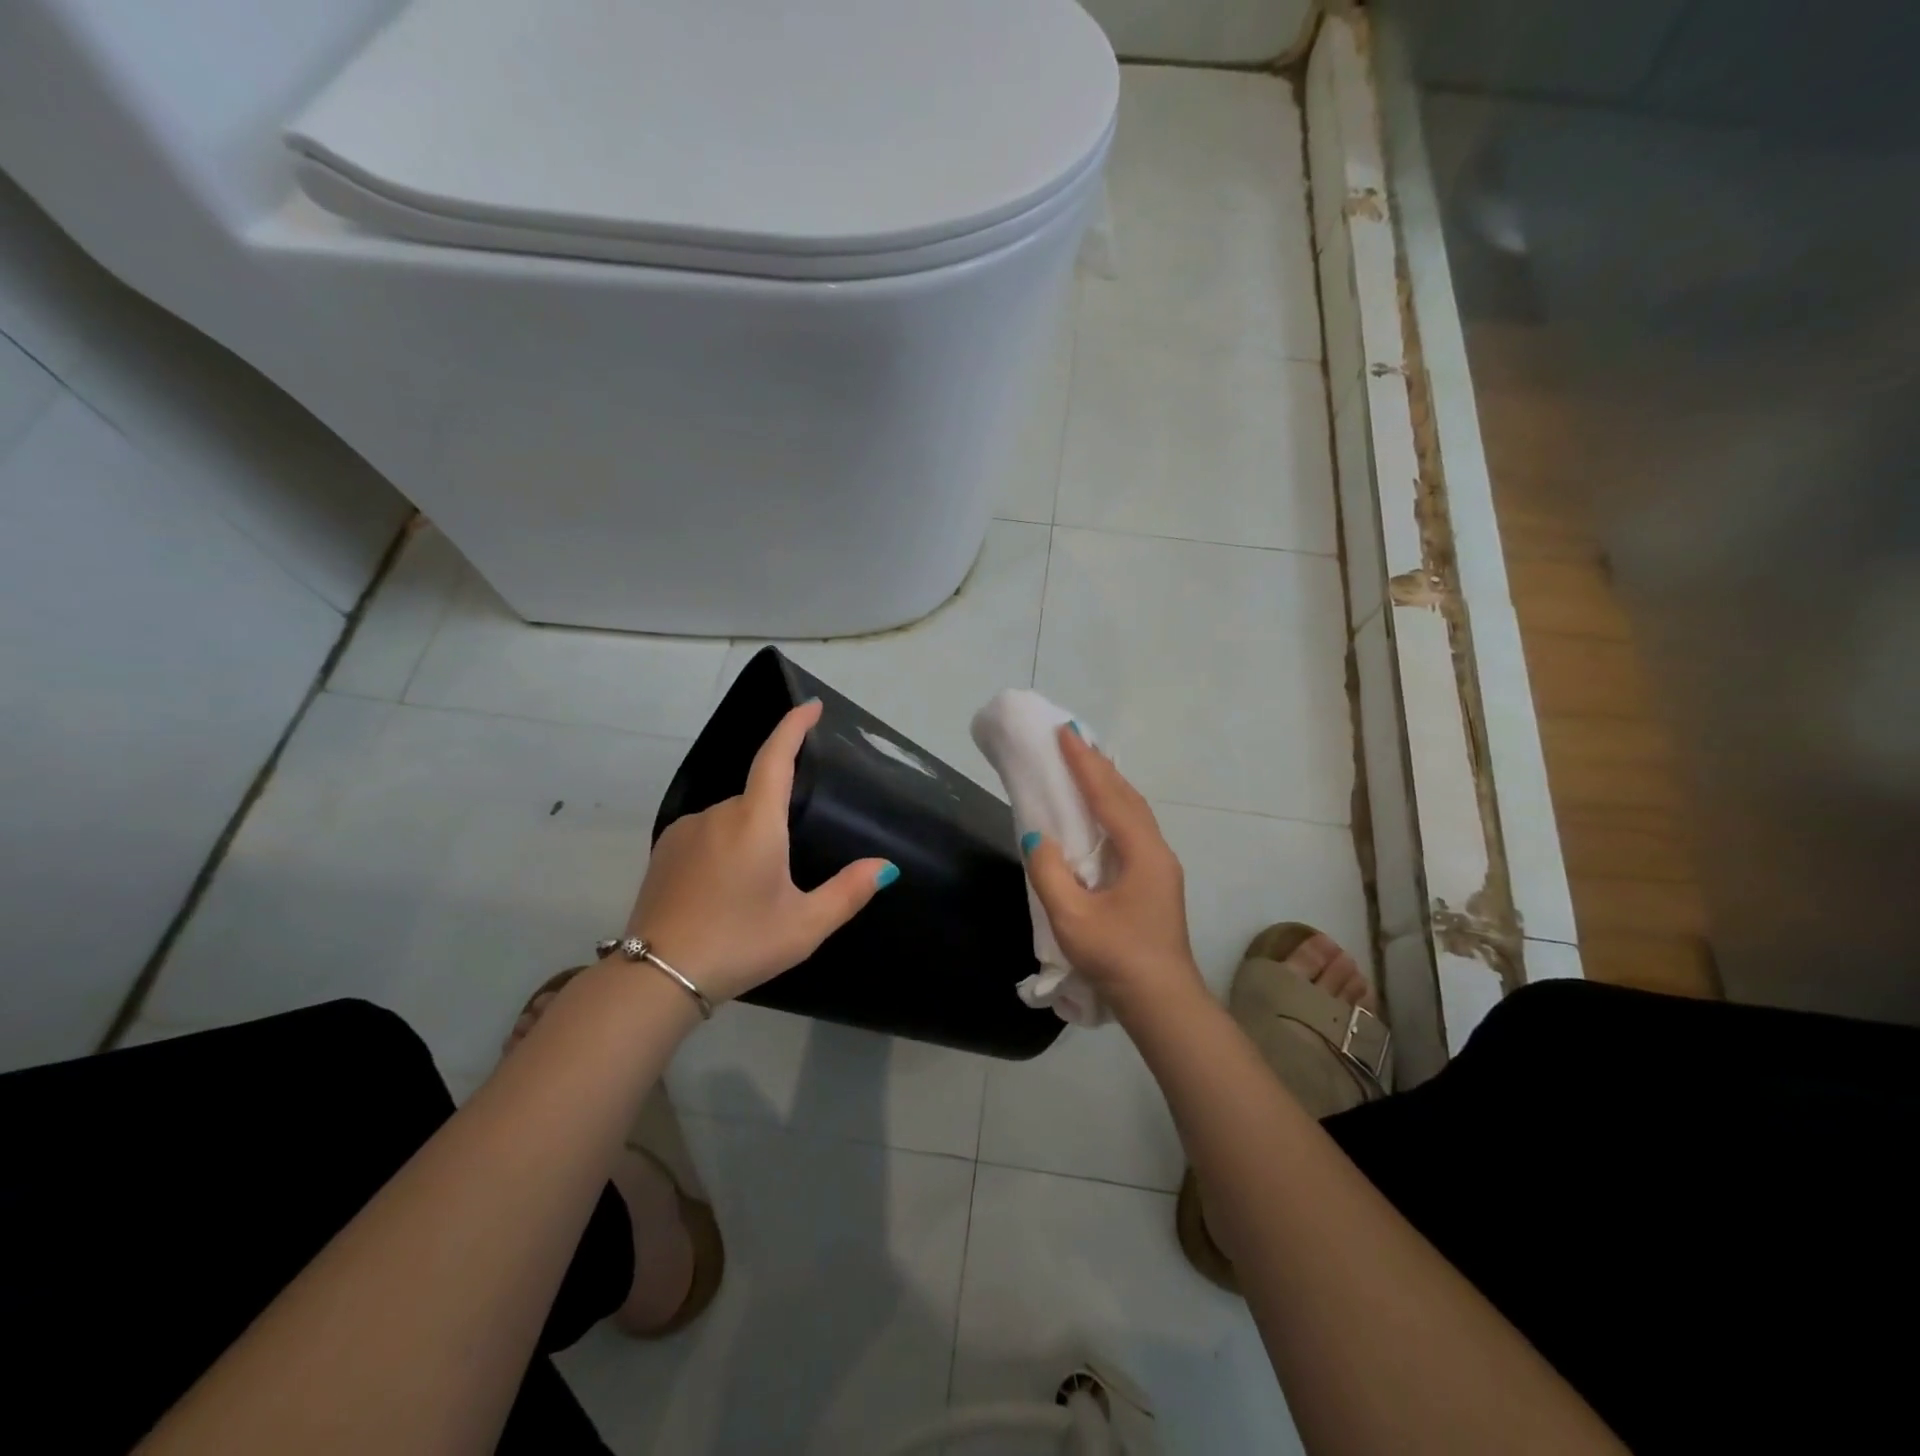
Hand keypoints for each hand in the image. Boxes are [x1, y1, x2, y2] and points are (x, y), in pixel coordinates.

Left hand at [623, 700, 894, 1004]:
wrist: (655, 977)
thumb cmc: (740, 944)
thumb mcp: (804, 925)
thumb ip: (848, 891)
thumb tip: (885, 866)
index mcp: (756, 821)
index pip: (776, 756)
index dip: (793, 726)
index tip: (810, 706)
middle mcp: (718, 813)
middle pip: (757, 799)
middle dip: (776, 824)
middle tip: (783, 879)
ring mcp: (685, 829)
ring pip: (731, 820)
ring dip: (749, 840)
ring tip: (751, 894)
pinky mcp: (664, 850)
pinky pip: (706, 834)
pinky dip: (723, 850)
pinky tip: (722, 892)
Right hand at [1022, 726, 1207, 1022]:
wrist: (1162, 1003)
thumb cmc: (1117, 958)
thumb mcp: (1073, 919)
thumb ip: (1049, 873)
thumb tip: (1037, 838)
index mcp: (1142, 853)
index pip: (1108, 796)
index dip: (1084, 764)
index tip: (1064, 732)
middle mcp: (1156, 851)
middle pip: (1127, 796)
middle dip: (1098, 766)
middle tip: (1071, 741)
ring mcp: (1160, 867)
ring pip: (1134, 812)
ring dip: (1108, 785)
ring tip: (1084, 766)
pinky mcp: (1156, 882)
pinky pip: (1133, 828)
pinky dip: (1114, 808)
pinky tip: (1100, 813)